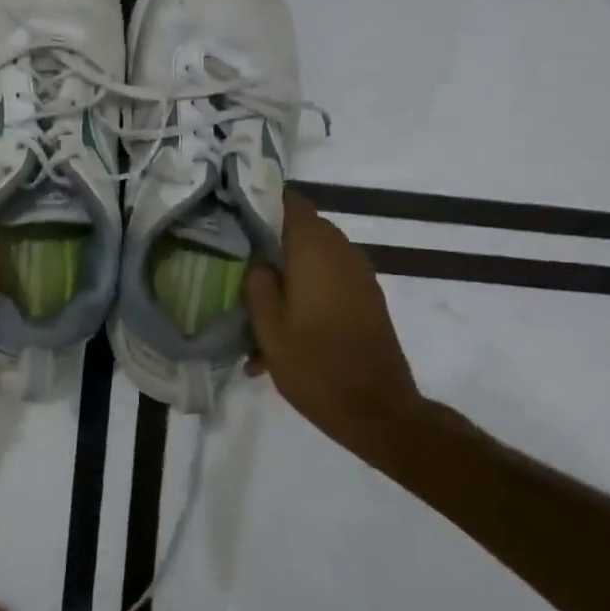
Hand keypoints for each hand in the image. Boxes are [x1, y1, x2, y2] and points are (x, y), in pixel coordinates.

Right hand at [244, 190, 426, 441]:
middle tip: (237, 261)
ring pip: (314, 258)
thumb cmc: (314, 365)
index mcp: (314, 249)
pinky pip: (329, 280)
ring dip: (287, 272)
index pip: (289, 201)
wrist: (376, 409)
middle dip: (269, 241)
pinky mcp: (366, 299)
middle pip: (300, 229)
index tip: (234, 214)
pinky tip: (284, 329)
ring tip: (257, 306)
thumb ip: (258, 284)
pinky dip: (306, 293)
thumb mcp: (268, 327)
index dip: (261, 201)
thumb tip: (259, 261)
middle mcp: (342, 252)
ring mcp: (358, 275)